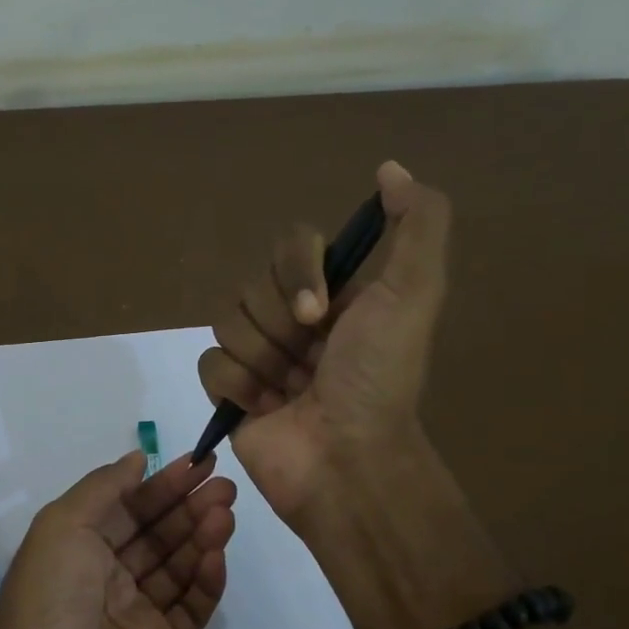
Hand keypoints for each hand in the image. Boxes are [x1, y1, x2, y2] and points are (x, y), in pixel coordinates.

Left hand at [0, 451, 235, 628]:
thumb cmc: (51, 598)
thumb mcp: (64, 525)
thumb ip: (104, 487)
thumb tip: (137, 459)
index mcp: (76, 547)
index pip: (127, 507)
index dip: (162, 484)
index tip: (200, 462)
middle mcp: (104, 576)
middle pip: (156, 534)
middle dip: (188, 506)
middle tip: (226, 486)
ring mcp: (132, 613)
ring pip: (176, 567)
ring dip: (201, 537)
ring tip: (227, 513)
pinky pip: (189, 609)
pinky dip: (205, 583)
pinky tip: (218, 557)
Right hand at [198, 161, 450, 520]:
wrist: (346, 459)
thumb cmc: (378, 378)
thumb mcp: (415, 294)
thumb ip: (418, 224)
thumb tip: (390, 169)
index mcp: (334, 294)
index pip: (289, 246)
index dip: (296, 271)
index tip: (320, 311)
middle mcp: (295, 319)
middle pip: (252, 285)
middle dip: (281, 325)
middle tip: (311, 359)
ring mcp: (260, 356)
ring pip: (226, 322)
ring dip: (262, 358)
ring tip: (291, 390)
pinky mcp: (231, 392)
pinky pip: (209, 362)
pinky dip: (237, 386)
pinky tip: (264, 408)